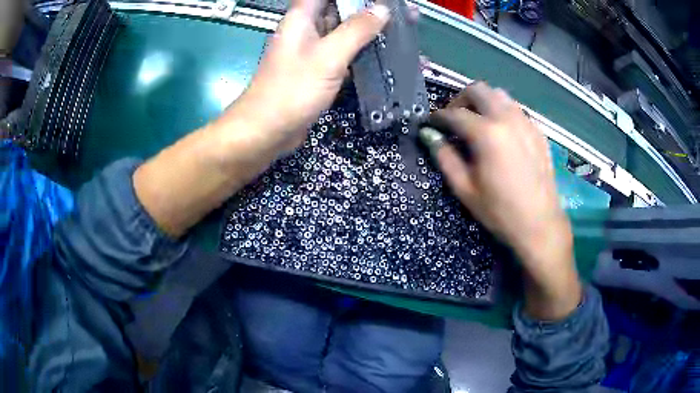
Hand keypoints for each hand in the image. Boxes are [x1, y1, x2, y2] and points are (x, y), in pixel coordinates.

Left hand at [217, 0, 389, 158]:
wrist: (268, 131)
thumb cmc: (292, 90)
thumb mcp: (328, 56)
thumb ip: (356, 30)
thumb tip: (383, 9)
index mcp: (302, 17)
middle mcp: (307, 29)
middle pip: (340, 9)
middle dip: (370, 9)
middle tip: (403, 14)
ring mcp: (313, 51)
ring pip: (345, 32)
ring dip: (370, 31)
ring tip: (401, 30)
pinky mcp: (318, 70)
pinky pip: (344, 54)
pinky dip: (362, 53)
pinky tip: (384, 55)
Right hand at [421, 82, 580, 319]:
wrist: (540, 224)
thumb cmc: (500, 211)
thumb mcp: (465, 188)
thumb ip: (444, 157)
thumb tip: (429, 135)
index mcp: (486, 133)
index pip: (454, 113)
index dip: (438, 117)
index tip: (430, 123)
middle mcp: (507, 118)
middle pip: (478, 90)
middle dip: (461, 99)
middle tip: (454, 118)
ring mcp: (525, 122)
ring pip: (499, 95)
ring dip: (483, 101)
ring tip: (477, 122)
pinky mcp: (537, 131)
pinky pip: (516, 109)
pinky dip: (502, 111)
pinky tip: (501, 133)